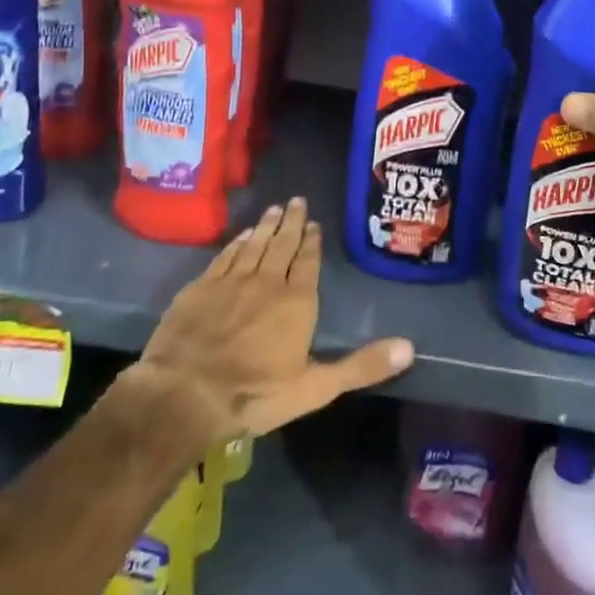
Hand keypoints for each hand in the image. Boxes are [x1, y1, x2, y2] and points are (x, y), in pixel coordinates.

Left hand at [134, 198, 414, 438]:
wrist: (184, 394)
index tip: (314, 224)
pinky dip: (235, 243)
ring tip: (273, 209)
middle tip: (296, 200)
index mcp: (297, 301)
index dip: (312, 242)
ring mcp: (231, 281)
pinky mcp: (200, 288)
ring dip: (265, 226)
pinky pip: (224, 256)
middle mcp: (266, 281)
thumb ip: (361, 366)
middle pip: (281, 244)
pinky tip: (240, 236)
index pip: (307, 262)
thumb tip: (410, 348)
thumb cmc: (255, 393)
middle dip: (291, 222)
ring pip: (253, 245)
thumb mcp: (316, 388)